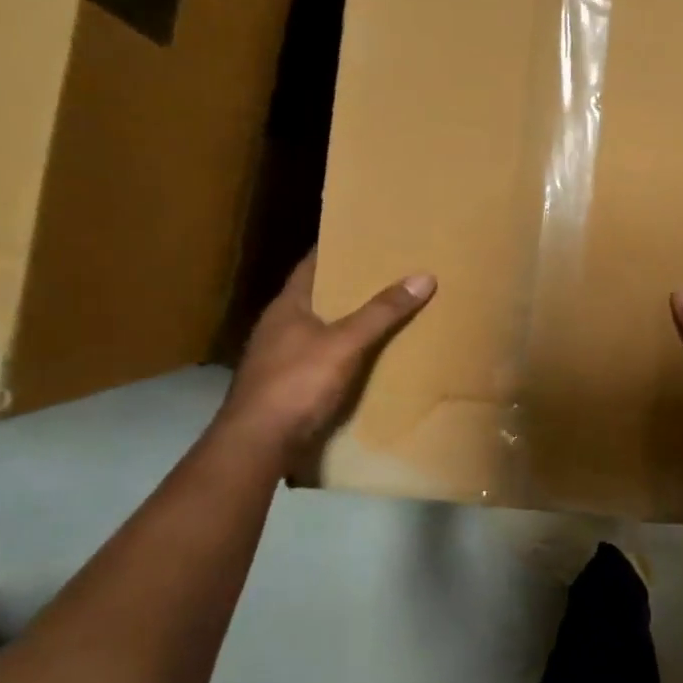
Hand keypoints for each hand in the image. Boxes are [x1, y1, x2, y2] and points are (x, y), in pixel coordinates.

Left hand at [218, 252, 435, 476]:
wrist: (259, 443)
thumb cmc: (297, 383)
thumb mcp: (345, 343)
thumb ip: (381, 312)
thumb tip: (423, 276)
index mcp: (287, 306)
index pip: (311, 265)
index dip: (336, 249)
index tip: (365, 238)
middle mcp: (279, 327)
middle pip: (319, 297)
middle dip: (350, 287)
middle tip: (388, 274)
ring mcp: (280, 359)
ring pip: (320, 330)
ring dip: (348, 323)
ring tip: (386, 314)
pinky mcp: (288, 387)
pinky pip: (322, 360)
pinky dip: (345, 355)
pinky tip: (368, 359)